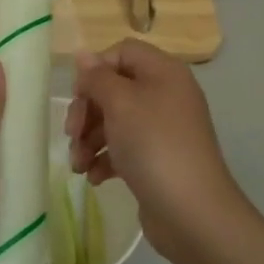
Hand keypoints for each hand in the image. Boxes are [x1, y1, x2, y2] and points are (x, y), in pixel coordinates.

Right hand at [67, 39, 251, 263]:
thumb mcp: (120, 103)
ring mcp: (162, 129)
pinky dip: (104, 159)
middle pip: (114, 88)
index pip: (122, 52)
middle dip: (87, 111)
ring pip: (114, 121)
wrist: (191, 211)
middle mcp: (165, 95)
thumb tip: (83, 55)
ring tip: (79, 165)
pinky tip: (94, 177)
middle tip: (72, 134)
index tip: (79, 95)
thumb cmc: (153, 145)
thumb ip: (97, 77)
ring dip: (89, 139)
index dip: (96, 69)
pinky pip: (123, 148)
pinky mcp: (156, 159)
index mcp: (163, 72)